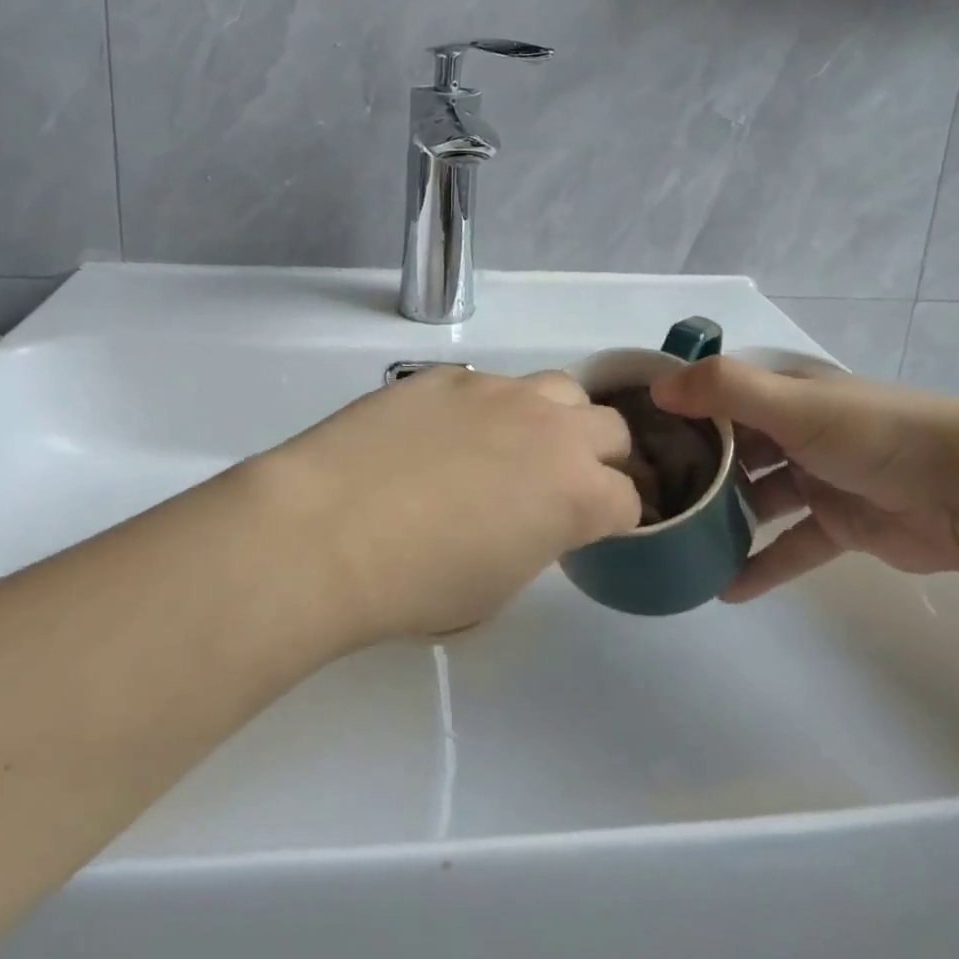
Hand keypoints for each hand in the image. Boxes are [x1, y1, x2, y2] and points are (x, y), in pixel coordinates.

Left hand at [252, 367, 640, 640]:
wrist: (328, 529)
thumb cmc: (417, 584)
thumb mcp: (499, 583)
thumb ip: (538, 538)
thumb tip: (532, 515)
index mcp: (577, 493)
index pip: (629, 499)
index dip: (618, 517)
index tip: (598, 528)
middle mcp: (551, 429)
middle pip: (610, 428)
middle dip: (603, 457)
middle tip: (567, 482)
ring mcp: (499, 391)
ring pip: (559, 388)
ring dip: (555, 418)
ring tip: (517, 445)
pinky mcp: (449, 374)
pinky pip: (489, 385)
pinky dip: (488, 409)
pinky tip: (444, 435)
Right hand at [650, 357, 958, 600]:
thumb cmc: (873, 433)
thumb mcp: (794, 405)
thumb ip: (725, 390)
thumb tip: (656, 389)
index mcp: (781, 394)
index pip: (713, 396)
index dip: (673, 411)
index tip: (627, 436)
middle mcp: (792, 431)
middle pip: (729, 449)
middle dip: (691, 470)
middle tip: (643, 499)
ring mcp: (815, 479)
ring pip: (754, 499)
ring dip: (721, 520)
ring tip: (675, 544)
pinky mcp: (838, 525)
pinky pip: (789, 547)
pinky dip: (761, 566)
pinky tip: (725, 590)